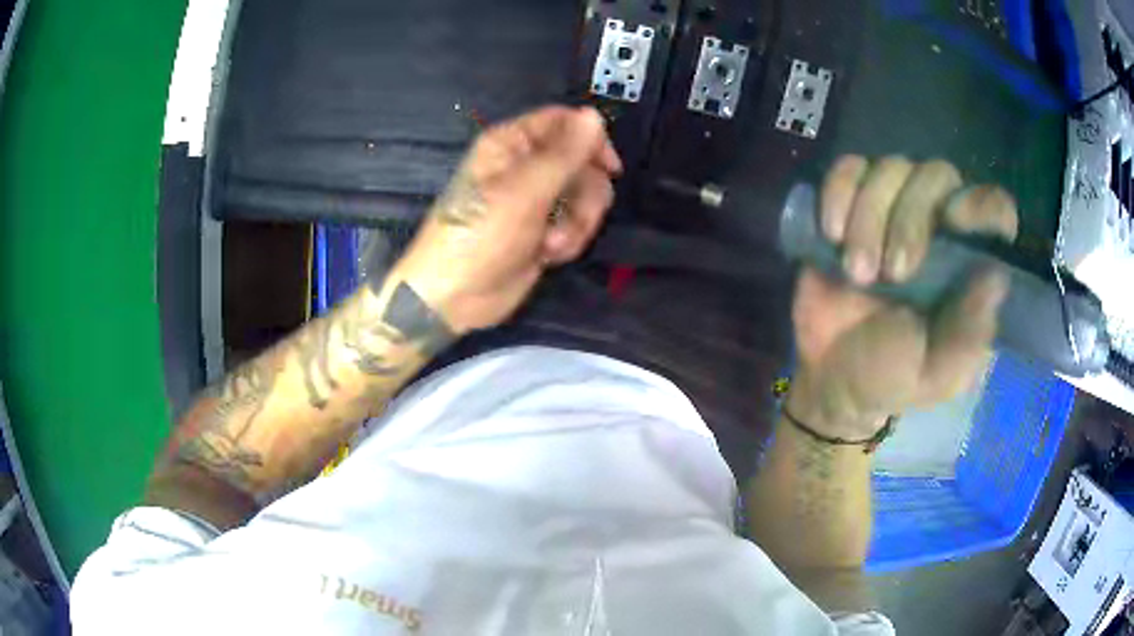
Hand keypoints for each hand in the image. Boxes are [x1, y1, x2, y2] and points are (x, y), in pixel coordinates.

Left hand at [393, 106, 620, 333]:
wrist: (456, 297)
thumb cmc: (482, 235)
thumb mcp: (525, 190)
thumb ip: (565, 153)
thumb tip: (594, 115)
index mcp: (513, 143)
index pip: (564, 122)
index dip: (591, 140)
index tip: (610, 168)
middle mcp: (526, 165)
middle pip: (582, 162)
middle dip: (584, 194)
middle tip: (570, 216)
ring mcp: (536, 200)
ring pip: (584, 197)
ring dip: (576, 223)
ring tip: (550, 244)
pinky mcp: (544, 229)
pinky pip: (576, 224)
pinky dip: (568, 241)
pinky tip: (547, 256)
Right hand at [788, 156, 1017, 440]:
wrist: (831, 375)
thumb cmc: (892, 378)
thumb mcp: (936, 374)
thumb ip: (968, 335)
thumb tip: (998, 276)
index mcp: (970, 265)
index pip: (993, 208)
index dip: (979, 203)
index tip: (952, 222)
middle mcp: (939, 225)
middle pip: (937, 175)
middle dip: (911, 218)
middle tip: (893, 274)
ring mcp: (894, 209)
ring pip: (892, 167)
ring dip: (869, 215)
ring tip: (856, 273)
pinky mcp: (851, 203)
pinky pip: (848, 167)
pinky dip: (838, 192)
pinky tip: (831, 233)